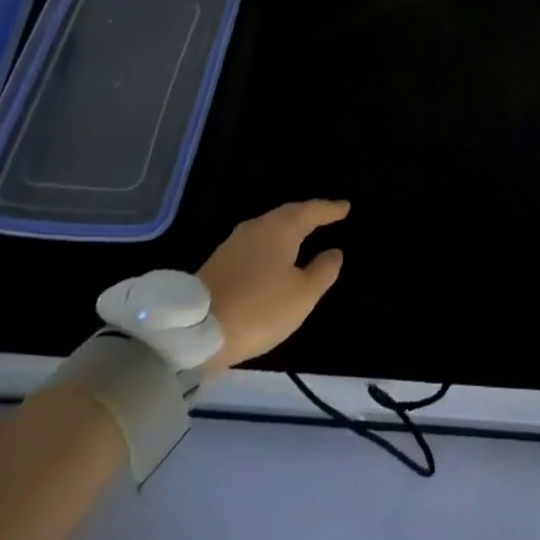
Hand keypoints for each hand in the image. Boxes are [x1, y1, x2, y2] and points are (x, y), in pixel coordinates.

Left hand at [196, 200, 348, 374]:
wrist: (194, 332)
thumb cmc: (258, 309)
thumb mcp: (301, 296)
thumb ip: (322, 272)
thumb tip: (335, 252)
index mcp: (281, 229)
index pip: (311, 210)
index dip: (329, 209)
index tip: (345, 207)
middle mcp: (257, 227)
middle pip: (287, 214)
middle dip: (307, 214)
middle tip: (324, 216)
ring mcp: (234, 243)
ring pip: (268, 227)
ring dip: (286, 228)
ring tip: (301, 234)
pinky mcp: (218, 261)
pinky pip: (254, 243)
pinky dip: (270, 243)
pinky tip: (272, 256)